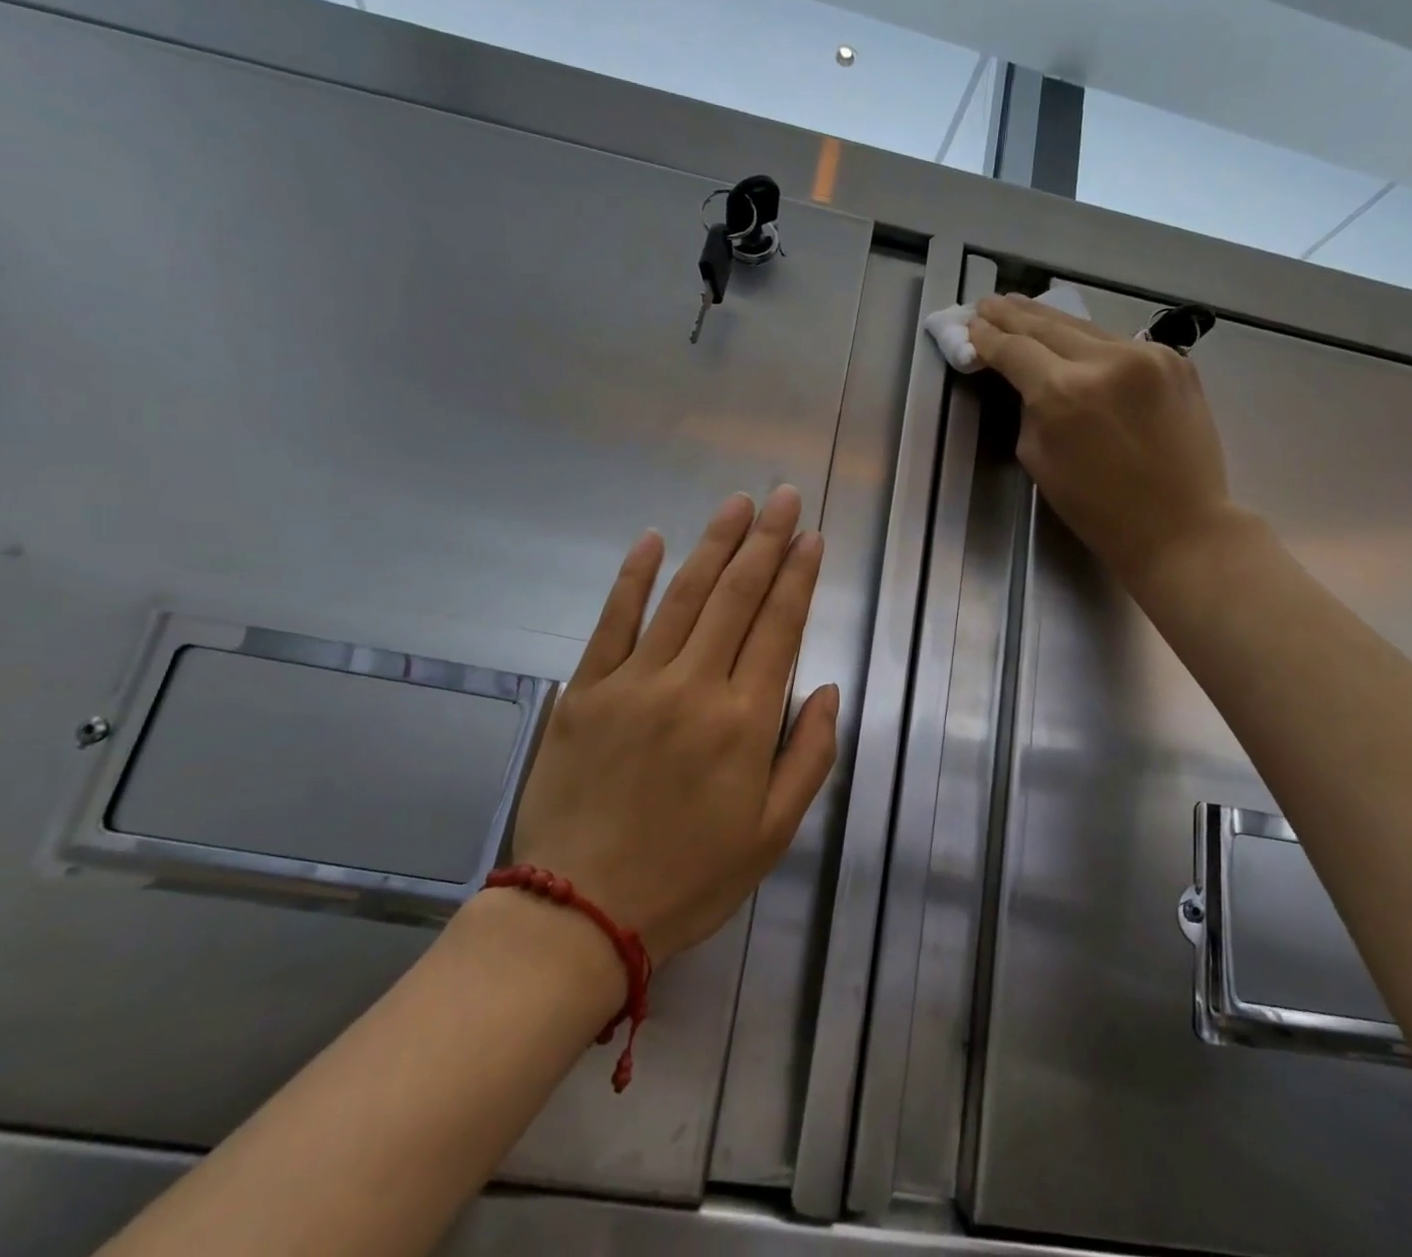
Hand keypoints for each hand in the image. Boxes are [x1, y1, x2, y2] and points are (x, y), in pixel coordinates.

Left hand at [508, 487, 839, 961]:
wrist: (581, 913)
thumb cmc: (689, 878)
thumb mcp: (773, 834)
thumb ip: (810, 756)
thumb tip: (829, 690)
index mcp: (745, 722)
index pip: (780, 628)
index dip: (799, 578)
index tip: (812, 538)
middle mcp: (694, 687)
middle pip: (737, 597)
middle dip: (766, 542)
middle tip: (785, 498)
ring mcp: (634, 683)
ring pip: (683, 597)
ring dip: (713, 544)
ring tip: (737, 504)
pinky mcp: (585, 690)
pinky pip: (613, 621)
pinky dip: (633, 578)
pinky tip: (652, 540)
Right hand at [968, 294, 1240, 591]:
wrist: (1179, 526)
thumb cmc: (1096, 508)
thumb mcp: (1038, 459)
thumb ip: (1029, 410)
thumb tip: (1028, 380)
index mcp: (1063, 393)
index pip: (1014, 350)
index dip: (988, 337)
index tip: (971, 325)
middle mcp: (1105, 361)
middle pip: (1047, 325)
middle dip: (1013, 314)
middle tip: (988, 303)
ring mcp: (1147, 355)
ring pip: (1085, 327)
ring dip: (1049, 319)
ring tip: (1021, 307)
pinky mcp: (1176, 361)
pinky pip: (1119, 343)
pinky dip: (1089, 339)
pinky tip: (1072, 336)